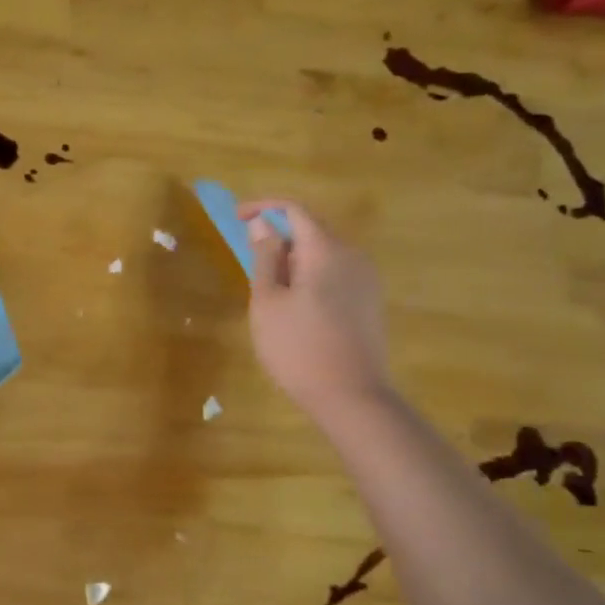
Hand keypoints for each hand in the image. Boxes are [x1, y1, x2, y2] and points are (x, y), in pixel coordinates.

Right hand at [237, 199, 391, 429]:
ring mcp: (366, 280)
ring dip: (293, 257)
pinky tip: (294, 304)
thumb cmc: (298, 348)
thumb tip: (262, 225)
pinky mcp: (369, 302)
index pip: (294, 210)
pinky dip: (309, 275)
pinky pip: (335, 273)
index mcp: (326, 251)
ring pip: (324, 253)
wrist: (351, 396)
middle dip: (278, 234)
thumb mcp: (268, 301)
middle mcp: (353, 256)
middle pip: (312, 229)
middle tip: (246, 255)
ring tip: (266, 285)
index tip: (236, 218)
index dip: (263, 208)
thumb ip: (265, 257)